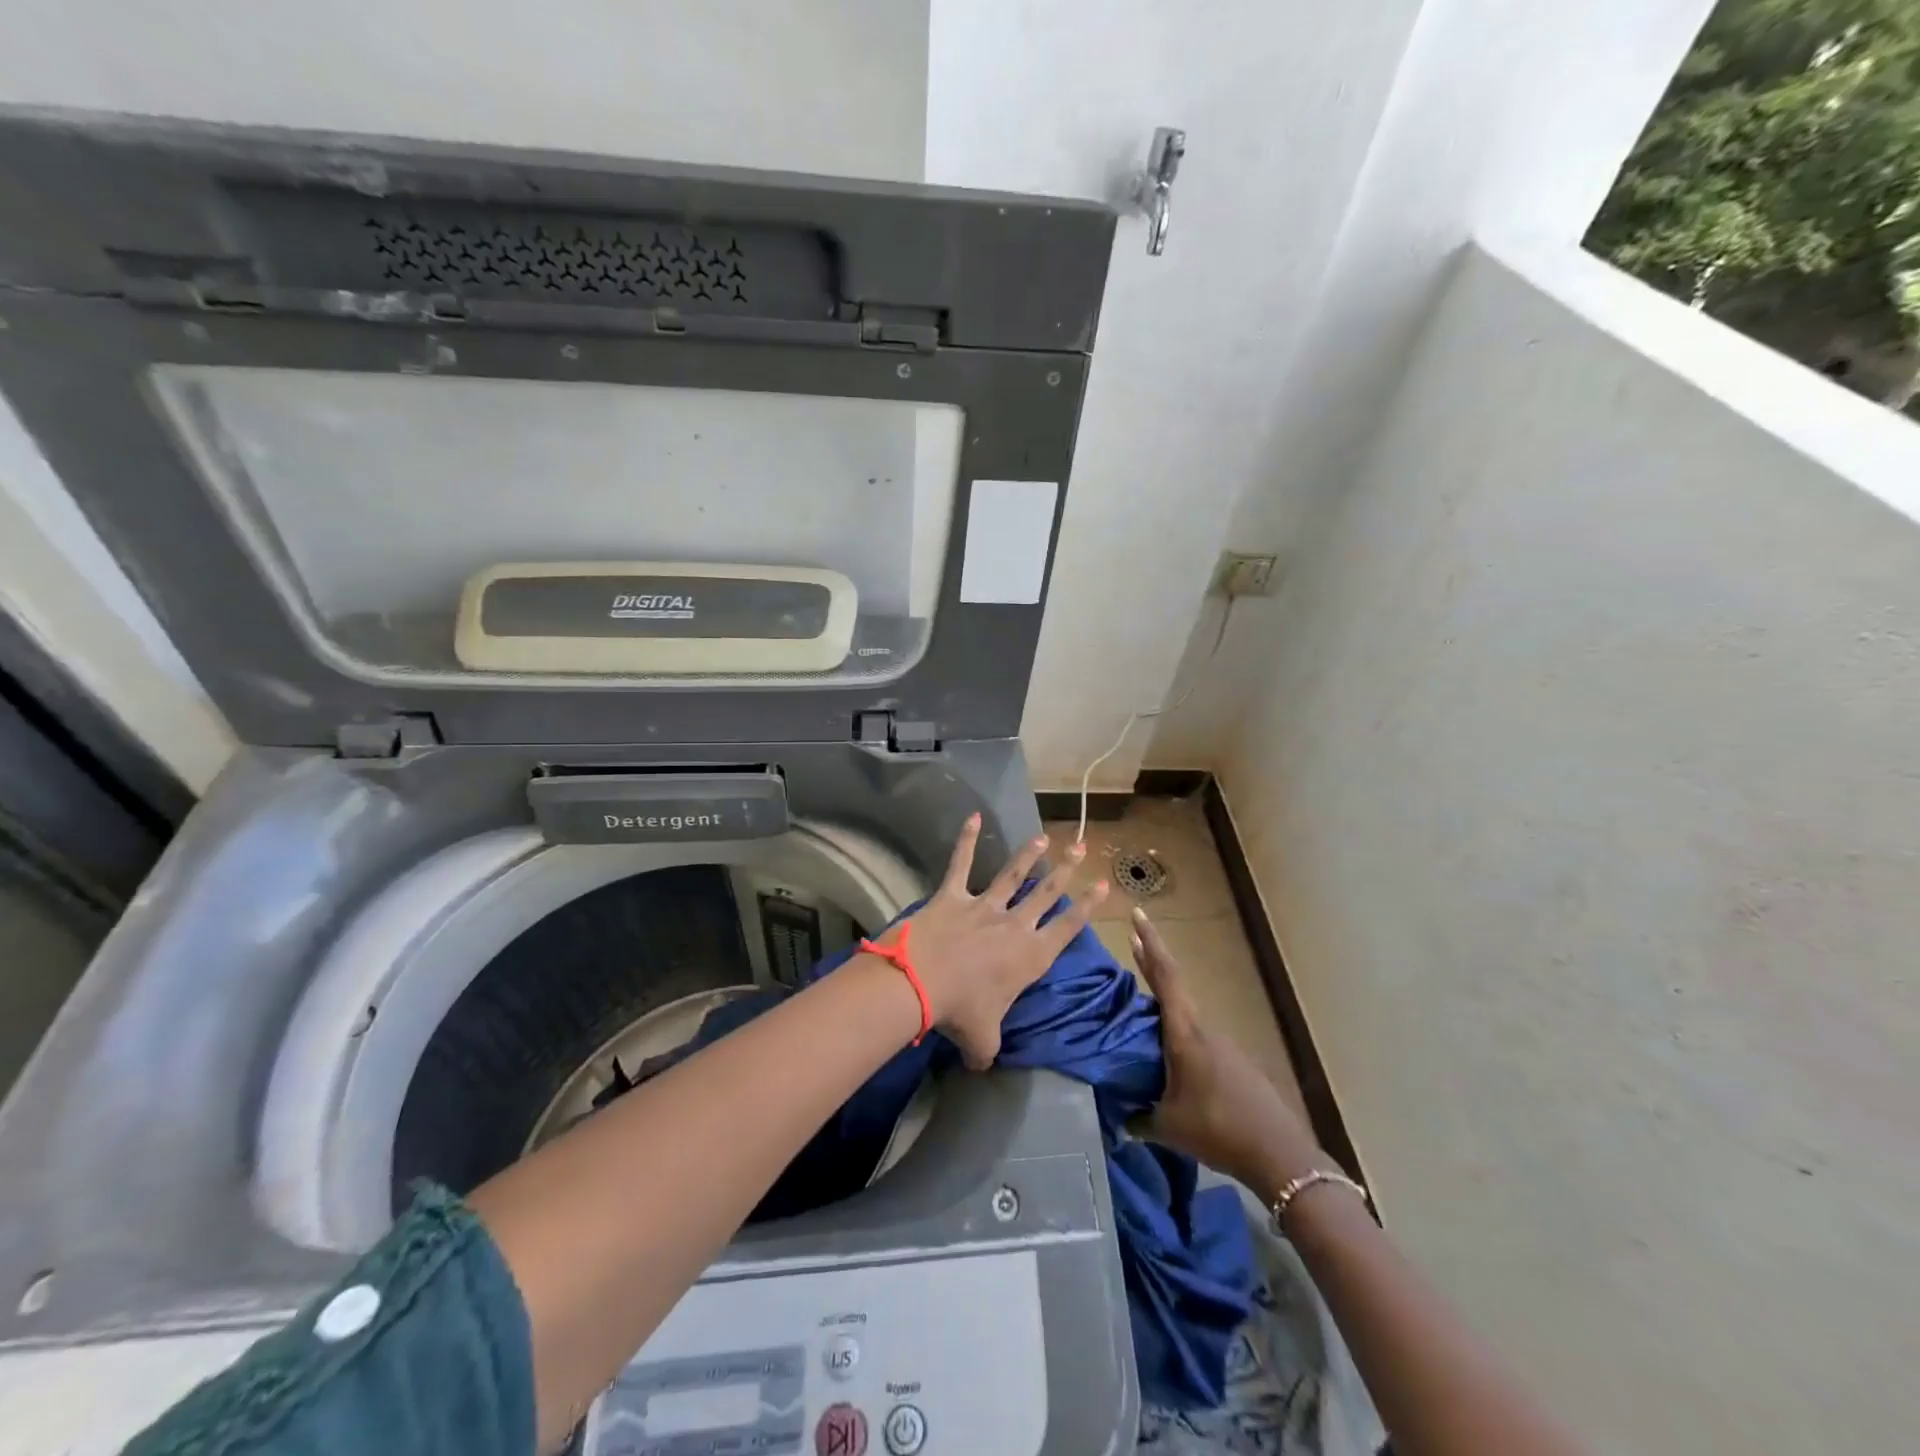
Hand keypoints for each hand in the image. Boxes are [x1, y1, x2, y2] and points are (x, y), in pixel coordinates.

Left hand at [885, 814, 1107, 1070]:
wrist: (922, 982)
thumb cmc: (960, 1012)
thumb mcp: (982, 1042)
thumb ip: (988, 1052)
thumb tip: (982, 1067)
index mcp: (1030, 957)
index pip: (1068, 928)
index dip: (1089, 906)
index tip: (1105, 885)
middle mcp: (1014, 925)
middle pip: (1047, 893)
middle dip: (1066, 870)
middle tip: (1082, 848)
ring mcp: (984, 906)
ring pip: (1013, 875)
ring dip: (1029, 855)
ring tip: (1044, 837)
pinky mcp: (953, 895)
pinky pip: (961, 862)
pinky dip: (967, 839)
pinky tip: (973, 816)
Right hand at [1131, 906, 1326, 1198]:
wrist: (1279, 1155)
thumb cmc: (1218, 1129)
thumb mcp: (1168, 1127)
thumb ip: (1140, 1118)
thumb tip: (1120, 1119)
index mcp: (1185, 1033)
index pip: (1165, 977)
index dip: (1150, 944)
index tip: (1138, 914)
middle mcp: (1204, 1029)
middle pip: (1174, 987)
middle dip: (1153, 963)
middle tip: (1134, 942)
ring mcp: (1223, 1044)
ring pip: (1186, 1014)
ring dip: (1164, 1003)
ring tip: (1140, 1009)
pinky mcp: (1235, 1062)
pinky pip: (1198, 1037)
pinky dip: (1179, 1032)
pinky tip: (1171, 1057)